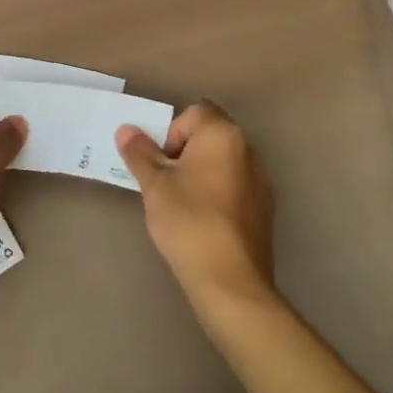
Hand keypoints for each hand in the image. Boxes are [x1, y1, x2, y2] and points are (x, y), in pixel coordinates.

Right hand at [116, 101, 275, 319]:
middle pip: (211, 135)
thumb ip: (140, 153)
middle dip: (186, 152)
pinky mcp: (265, 208)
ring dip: (203, 172)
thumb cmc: (189, 221)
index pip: (194, 112)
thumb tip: (127, 130)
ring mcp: (261, 180)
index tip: (163, 164)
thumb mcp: (154, 185)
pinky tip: (205, 222)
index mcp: (222, 135)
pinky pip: (236, 186)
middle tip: (167, 183)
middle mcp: (248, 149)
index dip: (172, 132)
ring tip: (184, 204)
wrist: (230, 281)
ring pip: (223, 162)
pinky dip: (219, 193)